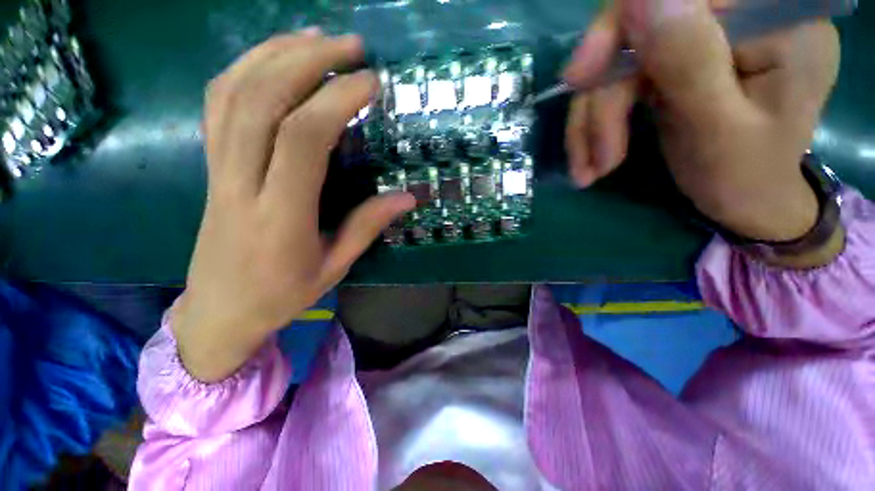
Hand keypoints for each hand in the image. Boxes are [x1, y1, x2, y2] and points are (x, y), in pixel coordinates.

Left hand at [172, 30, 414, 381]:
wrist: (220, 311)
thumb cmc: (282, 295)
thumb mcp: (335, 267)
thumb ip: (368, 226)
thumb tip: (407, 197)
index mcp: (280, 215)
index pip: (304, 138)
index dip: (338, 100)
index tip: (371, 83)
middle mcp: (241, 183)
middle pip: (263, 100)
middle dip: (308, 60)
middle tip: (350, 45)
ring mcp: (217, 170)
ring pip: (234, 93)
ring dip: (275, 54)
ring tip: (315, 37)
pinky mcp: (210, 167)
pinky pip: (217, 105)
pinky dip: (244, 70)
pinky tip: (272, 58)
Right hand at [563, 0, 840, 244]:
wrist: (747, 200)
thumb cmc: (746, 177)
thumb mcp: (720, 128)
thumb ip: (690, 61)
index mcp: (772, 19)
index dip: (619, 28)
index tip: (580, 81)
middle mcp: (737, 16)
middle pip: (638, 28)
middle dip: (602, 96)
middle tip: (589, 154)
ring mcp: (701, 39)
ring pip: (619, 61)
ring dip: (593, 121)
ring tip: (589, 168)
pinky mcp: (676, 63)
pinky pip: (620, 80)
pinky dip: (598, 123)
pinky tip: (593, 156)